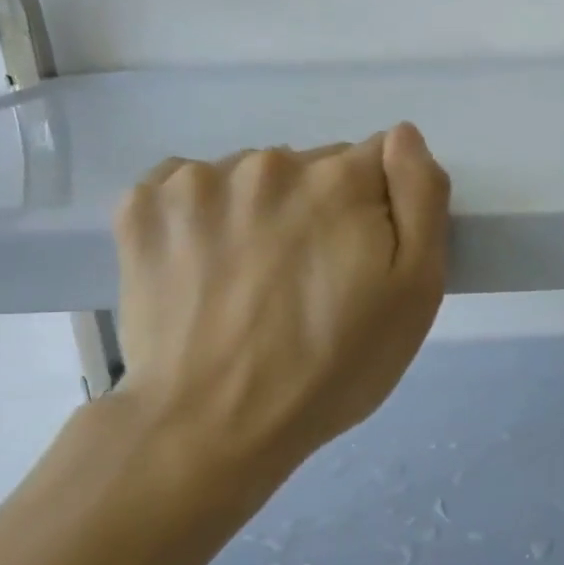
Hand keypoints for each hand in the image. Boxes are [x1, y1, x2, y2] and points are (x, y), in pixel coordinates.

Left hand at [106, 124, 450, 511]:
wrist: (209, 426)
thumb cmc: (331, 368)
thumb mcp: (415, 294)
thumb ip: (422, 198)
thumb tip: (404, 137)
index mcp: (338, 179)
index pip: (375, 161)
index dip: (377, 210)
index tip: (361, 260)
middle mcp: (269, 162)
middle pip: (313, 168)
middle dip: (320, 210)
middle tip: (308, 282)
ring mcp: (197, 181)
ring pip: (252, 179)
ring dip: (260, 212)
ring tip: (251, 283)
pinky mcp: (141, 206)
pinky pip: (189, 189)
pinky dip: (202, 218)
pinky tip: (203, 267)